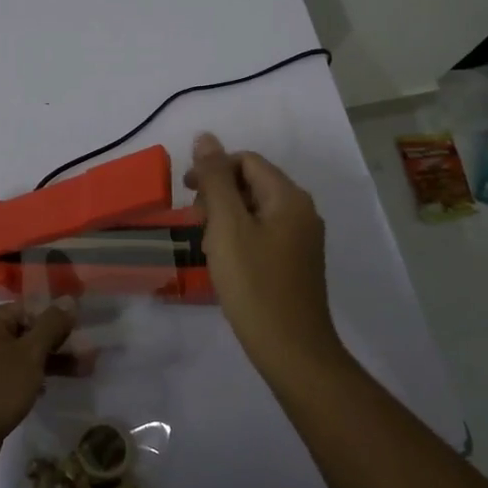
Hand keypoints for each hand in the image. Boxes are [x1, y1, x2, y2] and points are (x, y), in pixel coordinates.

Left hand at [0, 301, 74, 478]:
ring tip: (82, 371)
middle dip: (58, 343)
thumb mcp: (31, 353)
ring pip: (22, 354)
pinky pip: (13, 372)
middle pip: (26, 331)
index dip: (56, 319)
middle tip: (87, 355)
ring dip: (51, 362)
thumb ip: (51, 325)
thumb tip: (68, 299)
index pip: (28, 309)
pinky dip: (32, 376)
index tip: (80, 332)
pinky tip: (50, 389)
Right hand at [185, 132, 342, 380]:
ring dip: (226, 218)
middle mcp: (302, 211)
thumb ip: (215, 179)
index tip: (186, 194)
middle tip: (195, 224)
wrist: (292, 351)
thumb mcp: (227, 226)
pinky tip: (225, 262)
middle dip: (218, 195)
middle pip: (252, 183)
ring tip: (207, 246)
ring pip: (255, 210)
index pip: (246, 161)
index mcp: (289, 197)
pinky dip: (239, 237)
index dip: (213, 170)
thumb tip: (206, 137)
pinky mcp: (297, 262)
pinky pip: (263, 233)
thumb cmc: (255, 284)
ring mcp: (302, 239)